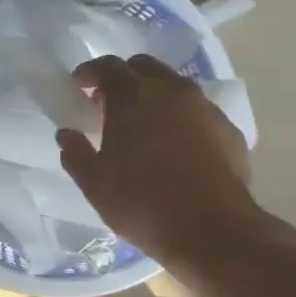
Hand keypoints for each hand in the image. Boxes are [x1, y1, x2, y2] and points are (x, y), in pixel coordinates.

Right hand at [56, 55, 259, 267]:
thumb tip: (67, 134)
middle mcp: (171, 91)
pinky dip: (181, 118)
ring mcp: (205, 108)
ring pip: (175, 87)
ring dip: (154, 96)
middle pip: (144, 67)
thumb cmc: (142, 203)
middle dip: (124, 78)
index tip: (80, 85)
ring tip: (143, 125)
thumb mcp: (94, 183)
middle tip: (109, 104)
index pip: (108, 66)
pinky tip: (175, 145)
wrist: (212, 230)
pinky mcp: (228, 130)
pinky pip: (197, 112)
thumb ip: (75, 153)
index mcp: (133, 96)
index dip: (90, 72)